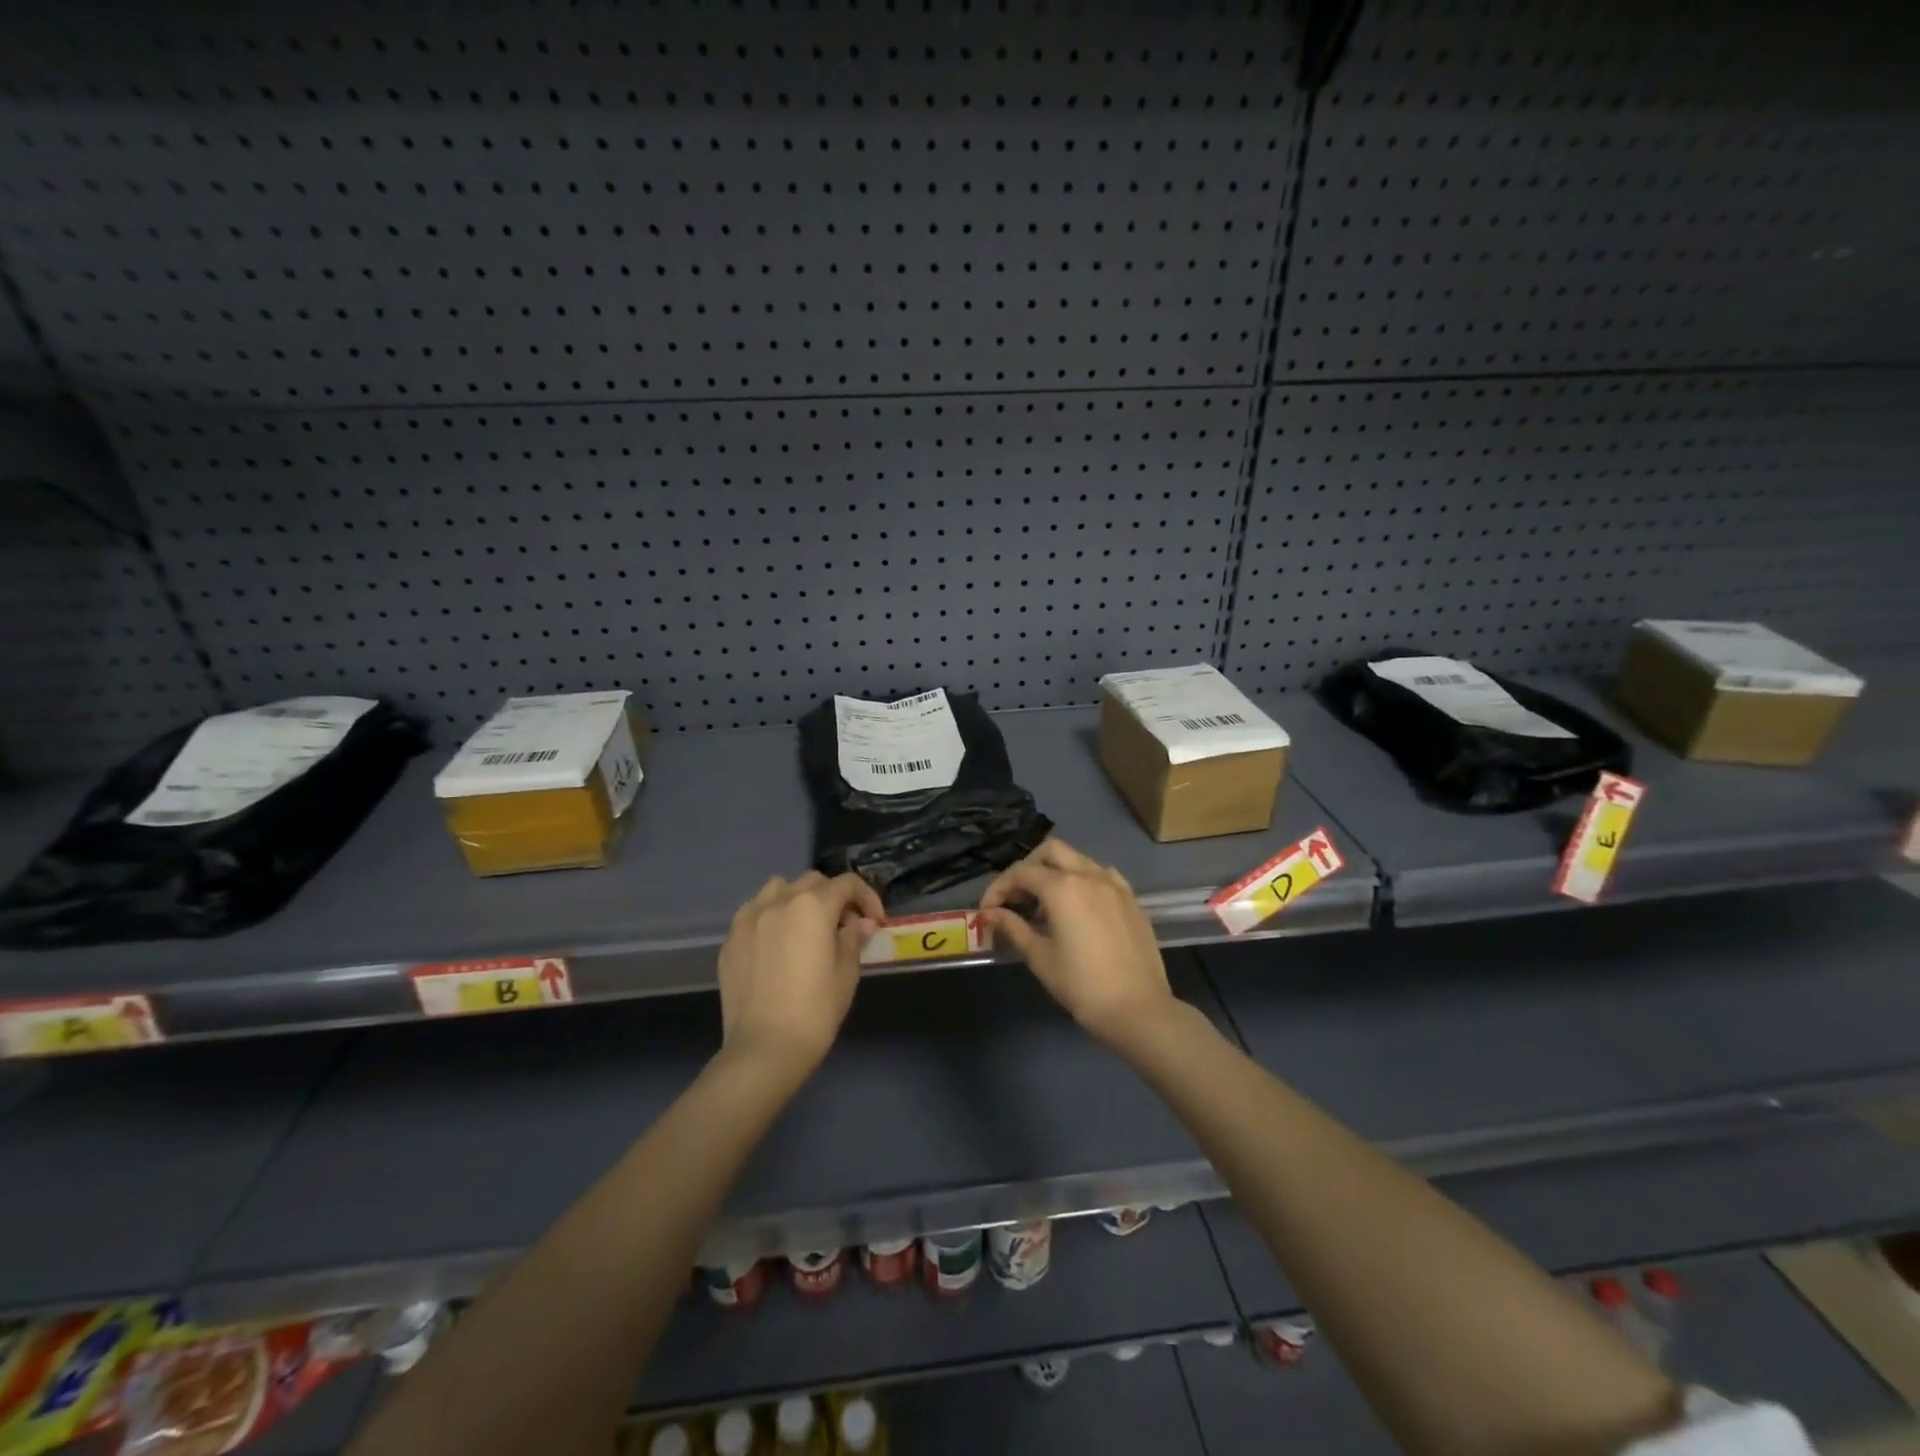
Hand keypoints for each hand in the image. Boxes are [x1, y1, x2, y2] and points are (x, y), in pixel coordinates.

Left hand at [717, 871, 883, 1075]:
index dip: (867, 898)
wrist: (764, 1049)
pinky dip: (771, 917)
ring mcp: (749, 918)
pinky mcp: (731, 939)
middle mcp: (779, 901)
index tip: (875, 922)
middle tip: (844, 925)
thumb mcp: (847, 972)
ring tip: (806, 926)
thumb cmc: (816, 1010)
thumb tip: (861, 922)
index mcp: (812, 906)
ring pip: (778, 888)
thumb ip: (854, 938)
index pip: (847, 884)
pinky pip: (754, 913)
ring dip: (798, 898)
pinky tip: (777, 944)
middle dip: (834, 897)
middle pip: (813, 882)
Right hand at [979, 838, 1177, 1047]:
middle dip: (1028, 868)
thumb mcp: (1040, 958)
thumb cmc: (1082, 986)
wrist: (1139, 1009)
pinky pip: (1100, 874)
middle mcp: (1089, 875)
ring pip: (1078, 859)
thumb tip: (990, 913)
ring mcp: (1115, 884)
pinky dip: (1082, 880)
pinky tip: (1078, 907)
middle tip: (1016, 897)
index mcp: (1063, 888)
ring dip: (1055, 872)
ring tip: (1045, 906)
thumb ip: (1013, 928)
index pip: (1022, 872)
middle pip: (1050, 851)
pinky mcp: (1131, 899)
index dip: (999, 888)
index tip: (987, 910)